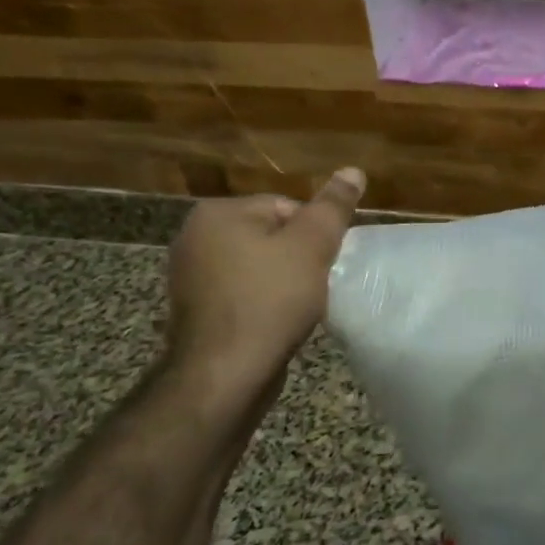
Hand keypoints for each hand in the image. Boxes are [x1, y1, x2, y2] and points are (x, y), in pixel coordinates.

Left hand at [163, 169, 364, 405]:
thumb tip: (354, 170)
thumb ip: (333, 207)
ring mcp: (190, 277)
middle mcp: (194, 237)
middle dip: (297, 258)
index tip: (323, 263)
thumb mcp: (311, 246)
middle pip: (271, 236)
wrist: (225, 374)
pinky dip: (263, 304)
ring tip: (298, 307)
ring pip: (258, 267)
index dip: (313, 235)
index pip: (285, 207)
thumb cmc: (269, 301)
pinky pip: (242, 294)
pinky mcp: (196, 311)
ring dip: (282, 283)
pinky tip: (277, 323)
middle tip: (314, 285)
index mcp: (217, 213)